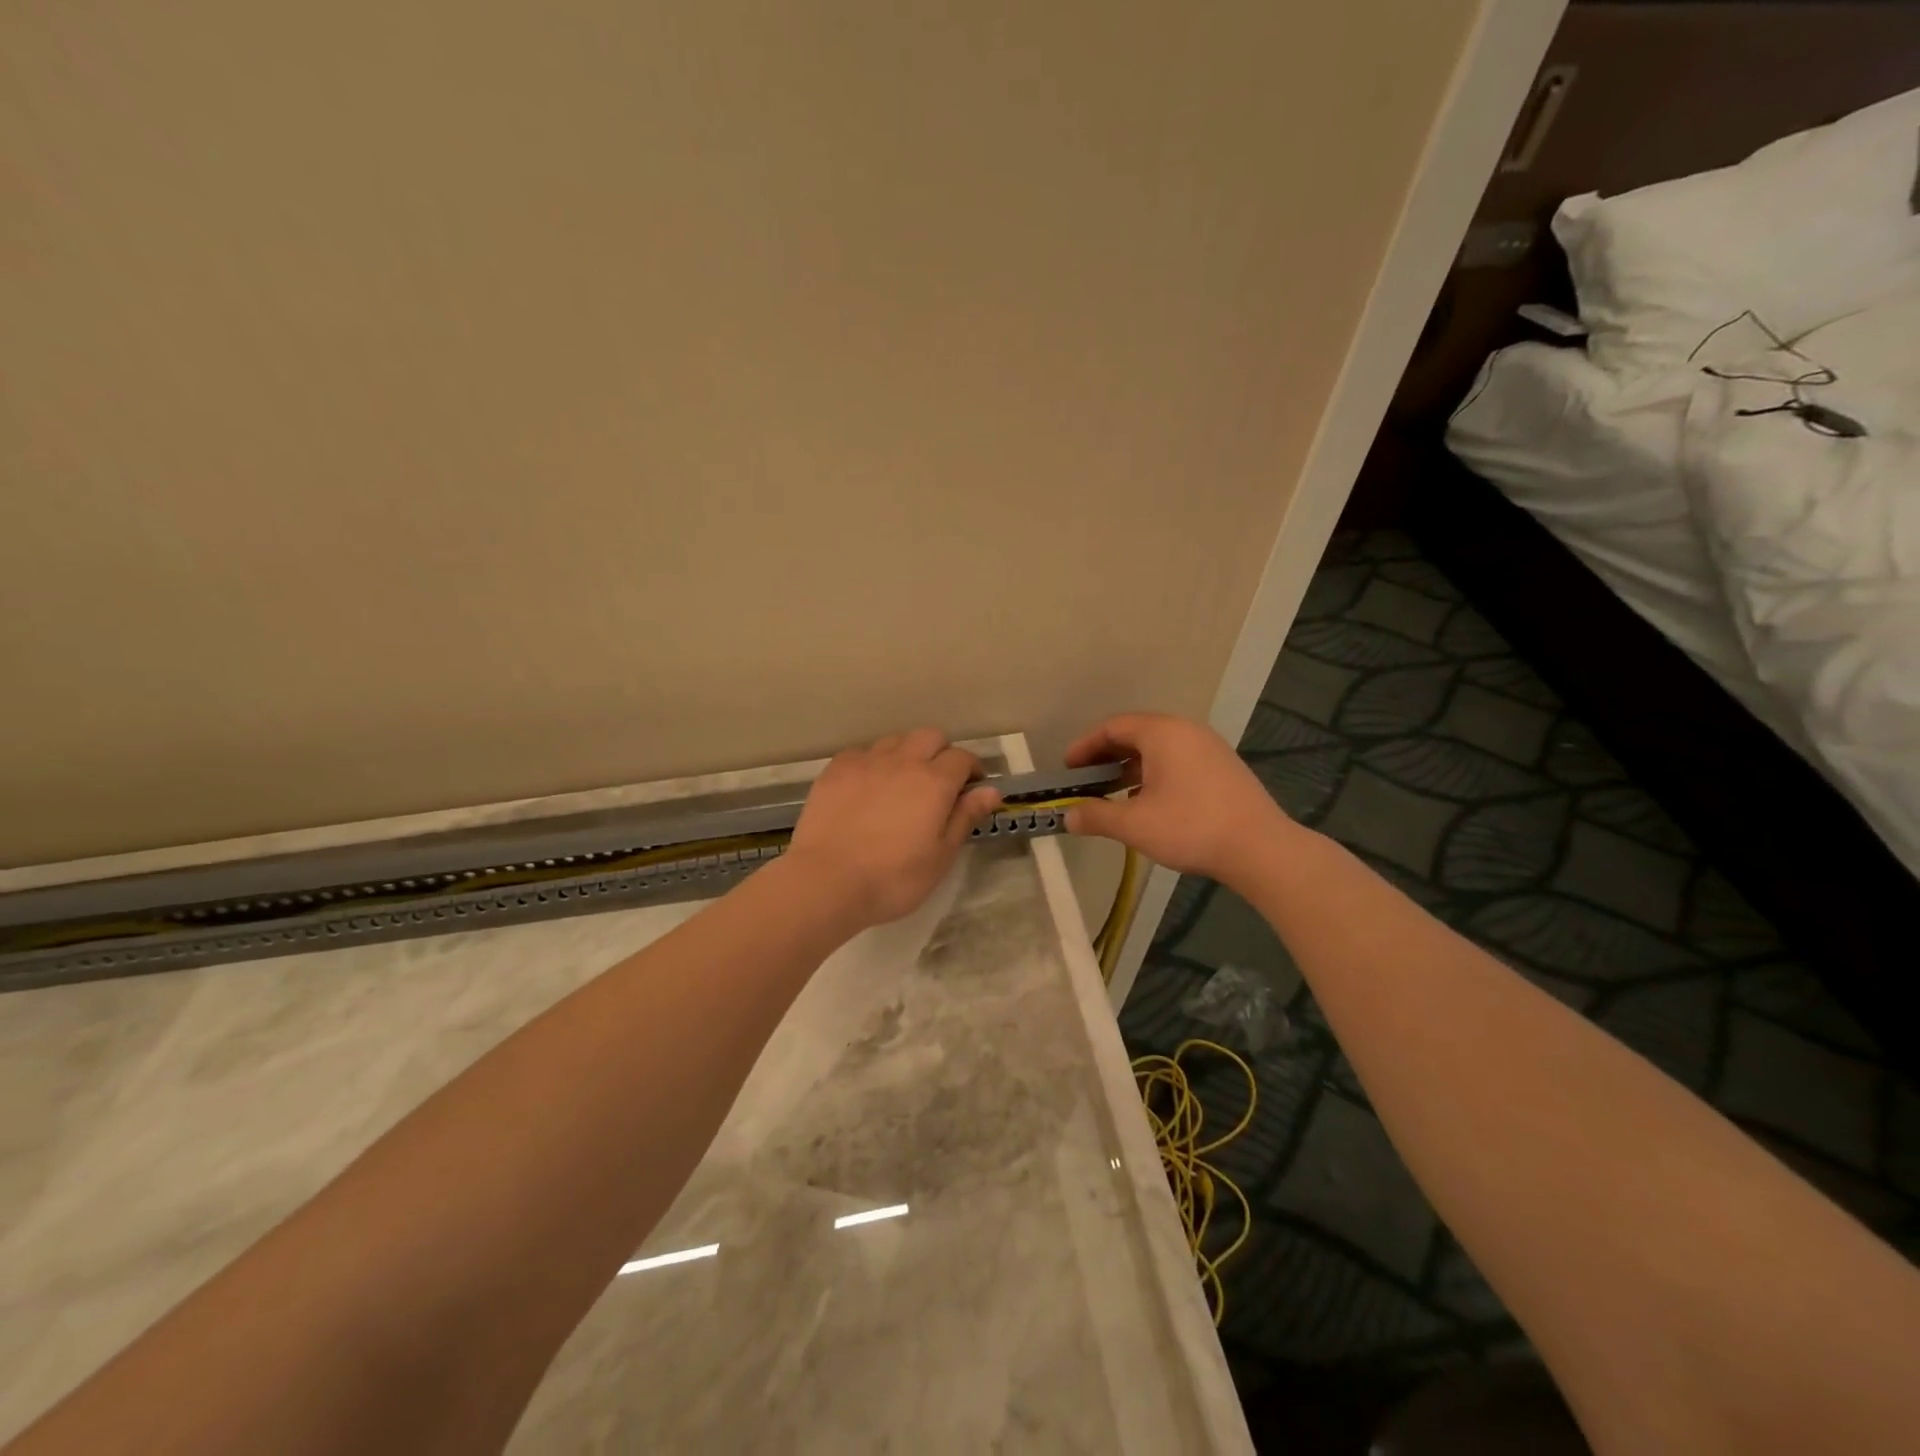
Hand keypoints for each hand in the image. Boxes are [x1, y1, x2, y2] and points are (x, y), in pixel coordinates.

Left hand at [785, 729, 1001, 929]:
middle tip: (939, 783)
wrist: (827, 881)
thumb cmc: (893, 878)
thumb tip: (991, 790)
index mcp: (934, 782)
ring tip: (902, 782)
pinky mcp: (836, 769)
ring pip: (895, 740)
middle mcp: (902, 761)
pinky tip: (868, 786)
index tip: (970, 789)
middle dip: (941, 752)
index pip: (962, 758)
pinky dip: (873, 762)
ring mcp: (866, 761)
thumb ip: (965, 817)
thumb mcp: (940, 856)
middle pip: (930, 736)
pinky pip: (862, 752)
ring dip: (907, 753)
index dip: (971, 770)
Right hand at [1064, 713, 1296, 884]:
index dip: (1085, 746)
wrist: (1260, 848)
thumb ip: (1096, 816)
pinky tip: (1147, 803)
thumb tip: (1068, 817)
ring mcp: (1209, 748)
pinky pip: (1178, 760)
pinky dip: (1154, 774)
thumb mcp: (1134, 824)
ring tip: (1112, 794)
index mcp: (1162, 733)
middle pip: (1136, 734)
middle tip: (1085, 781)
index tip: (1068, 769)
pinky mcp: (1223, 767)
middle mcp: (1186, 731)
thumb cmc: (1191, 827)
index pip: (1113, 727)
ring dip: (1130, 768)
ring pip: (1158, 749)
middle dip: (1106, 757)